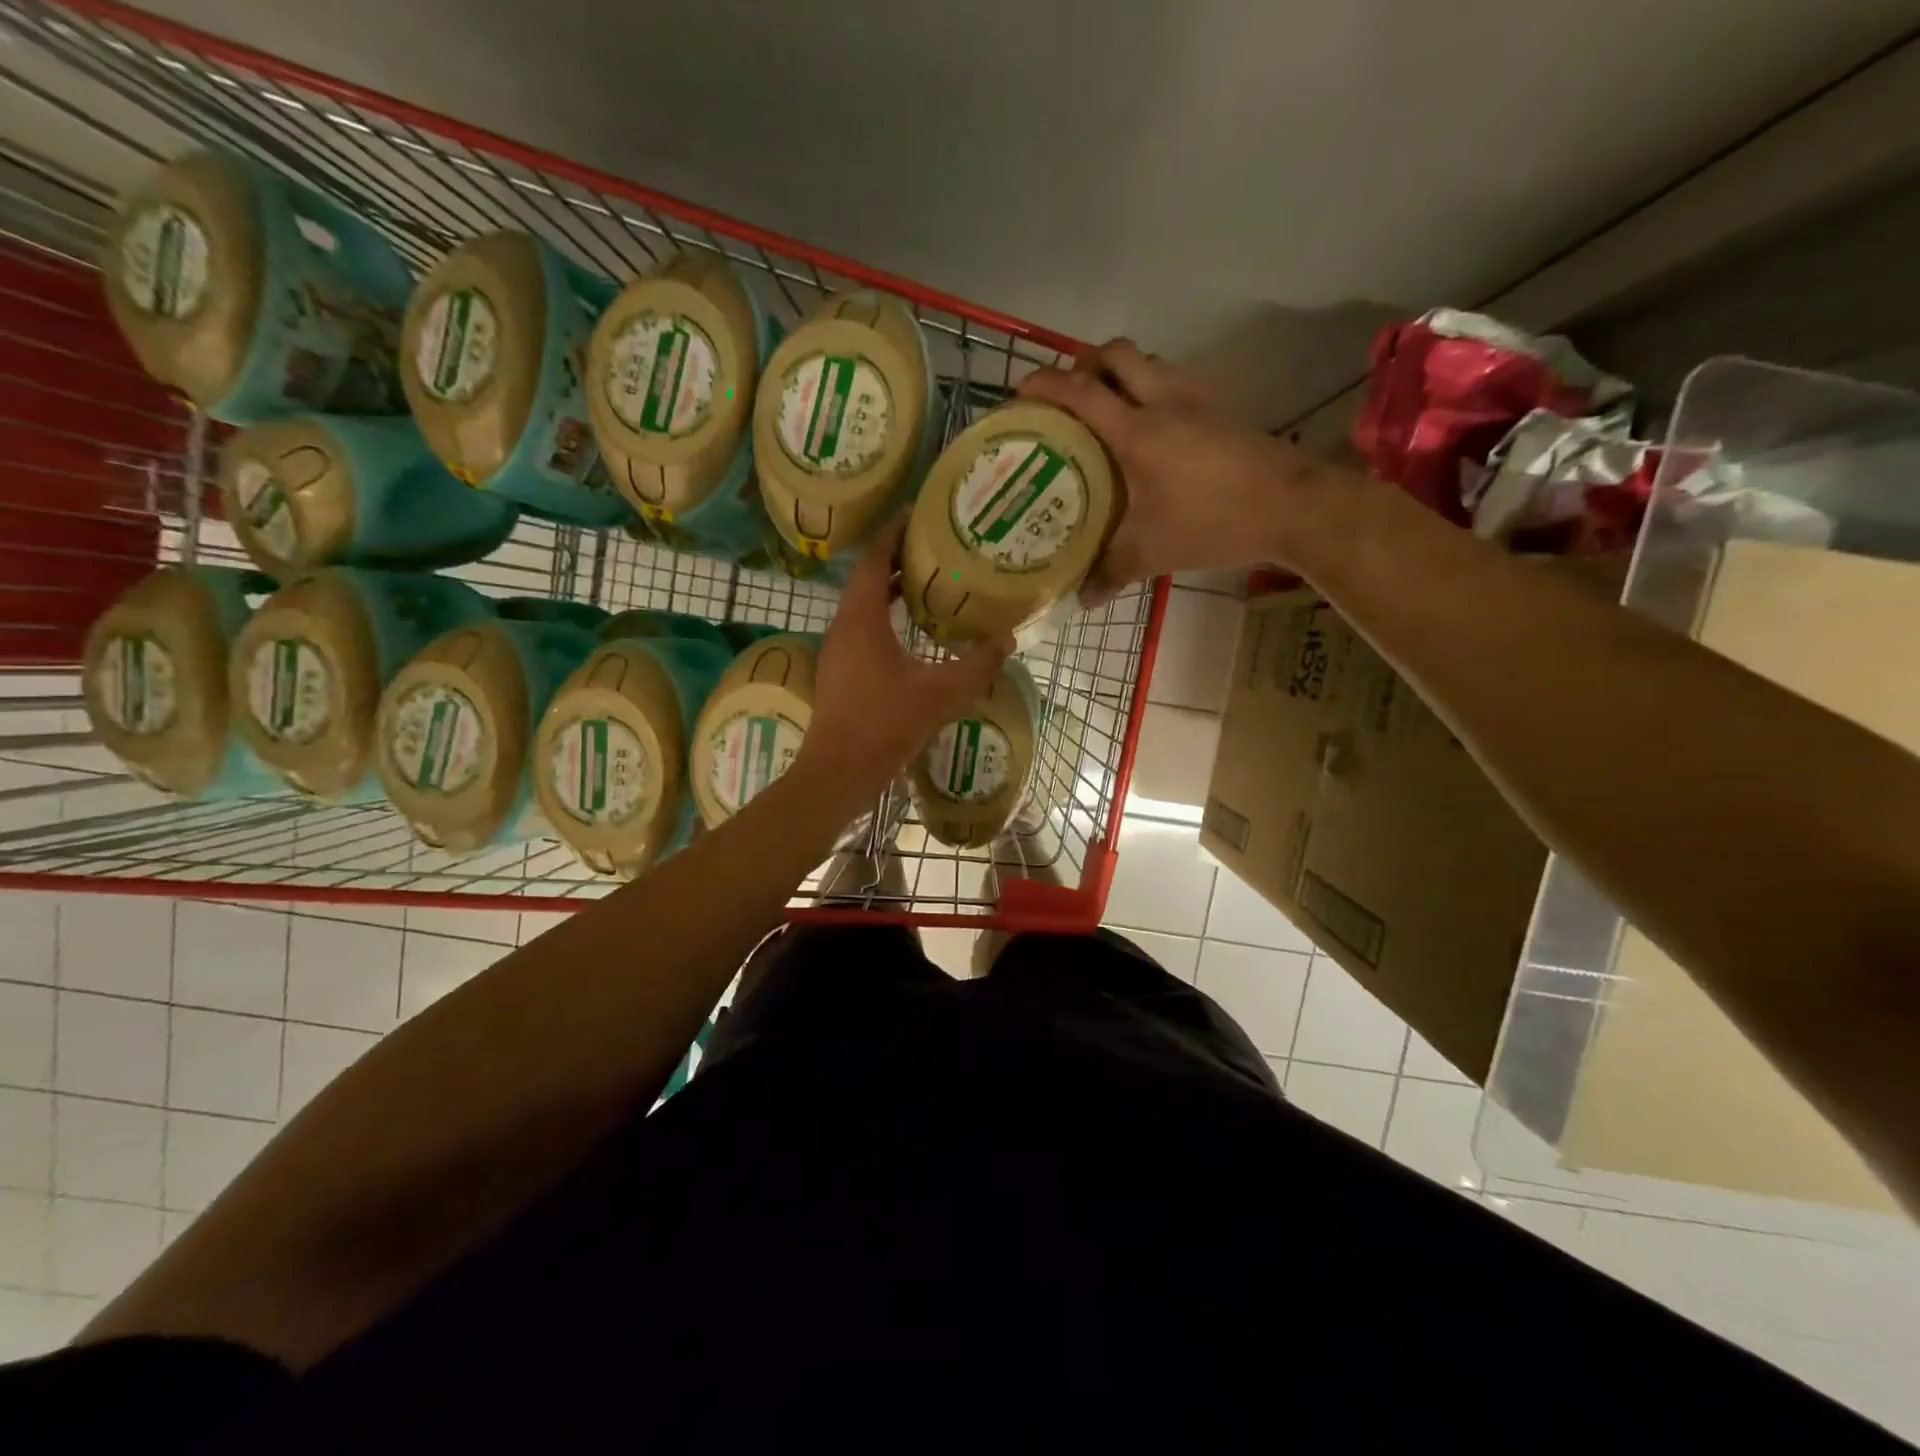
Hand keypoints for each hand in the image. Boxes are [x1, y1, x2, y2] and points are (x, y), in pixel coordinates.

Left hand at [798, 518, 1013, 806]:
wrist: (840, 770)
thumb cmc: (887, 724)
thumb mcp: (942, 692)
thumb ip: (978, 664)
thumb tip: (1007, 638)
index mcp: (862, 618)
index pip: (873, 559)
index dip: (892, 532)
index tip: (915, 513)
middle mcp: (843, 625)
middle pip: (865, 578)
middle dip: (896, 558)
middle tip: (932, 546)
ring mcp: (837, 649)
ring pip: (861, 605)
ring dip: (889, 589)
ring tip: (926, 582)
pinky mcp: (839, 670)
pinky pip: (860, 627)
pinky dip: (883, 616)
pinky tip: (909, 631)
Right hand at [1017, 338, 1318, 601]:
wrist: (1292, 506)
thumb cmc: (1214, 522)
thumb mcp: (1153, 552)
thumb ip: (1111, 572)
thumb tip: (1081, 600)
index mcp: (1137, 431)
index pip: (1081, 393)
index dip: (1044, 385)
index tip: (1019, 392)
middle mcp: (1163, 401)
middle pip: (1116, 354)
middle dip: (1084, 365)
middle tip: (1067, 397)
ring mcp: (1196, 400)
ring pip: (1149, 361)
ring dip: (1121, 373)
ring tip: (1104, 409)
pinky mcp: (1220, 408)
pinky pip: (1174, 380)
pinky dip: (1151, 388)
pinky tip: (1151, 427)